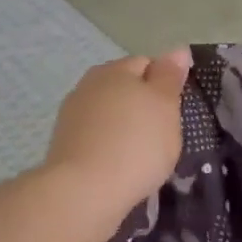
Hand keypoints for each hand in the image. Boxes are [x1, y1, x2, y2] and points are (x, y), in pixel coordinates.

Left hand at [43, 51, 191, 221]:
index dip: (164, 84)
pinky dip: (109, 145)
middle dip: (142, 105)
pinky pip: (96, 136)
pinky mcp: (64, 143)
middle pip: (124, 87)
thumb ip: (170, 76)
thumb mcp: (165, 106)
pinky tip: (119, 165)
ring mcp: (72, 114)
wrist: (85, 192)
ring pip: (108, 113)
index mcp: (115, 70)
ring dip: (124, 126)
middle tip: (161, 134)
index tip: (175, 111)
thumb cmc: (136, 144)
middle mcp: (89, 84)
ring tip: (141, 154)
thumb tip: (178, 49)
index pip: (146, 64)